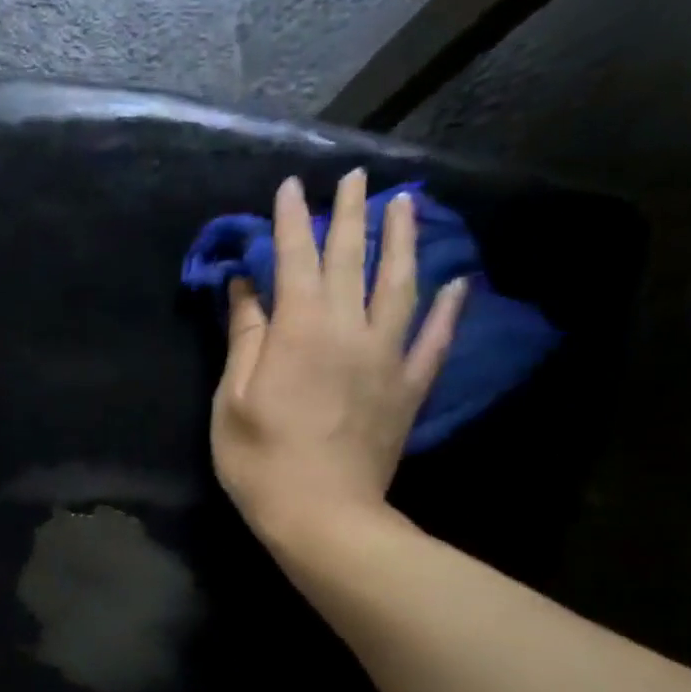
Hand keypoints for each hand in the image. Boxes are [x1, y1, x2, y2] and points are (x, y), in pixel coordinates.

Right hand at [211, 169, 465, 557]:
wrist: (323, 515)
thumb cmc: (260, 460)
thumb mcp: (234, 398)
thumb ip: (245, 337)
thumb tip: (245, 285)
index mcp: (299, 330)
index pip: (294, 260)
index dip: (289, 221)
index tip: (291, 186)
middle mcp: (349, 329)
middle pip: (351, 259)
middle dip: (349, 214)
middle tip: (354, 176)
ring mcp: (387, 356)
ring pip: (400, 285)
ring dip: (402, 241)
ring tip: (406, 205)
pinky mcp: (409, 387)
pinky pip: (434, 338)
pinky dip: (447, 308)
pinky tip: (457, 283)